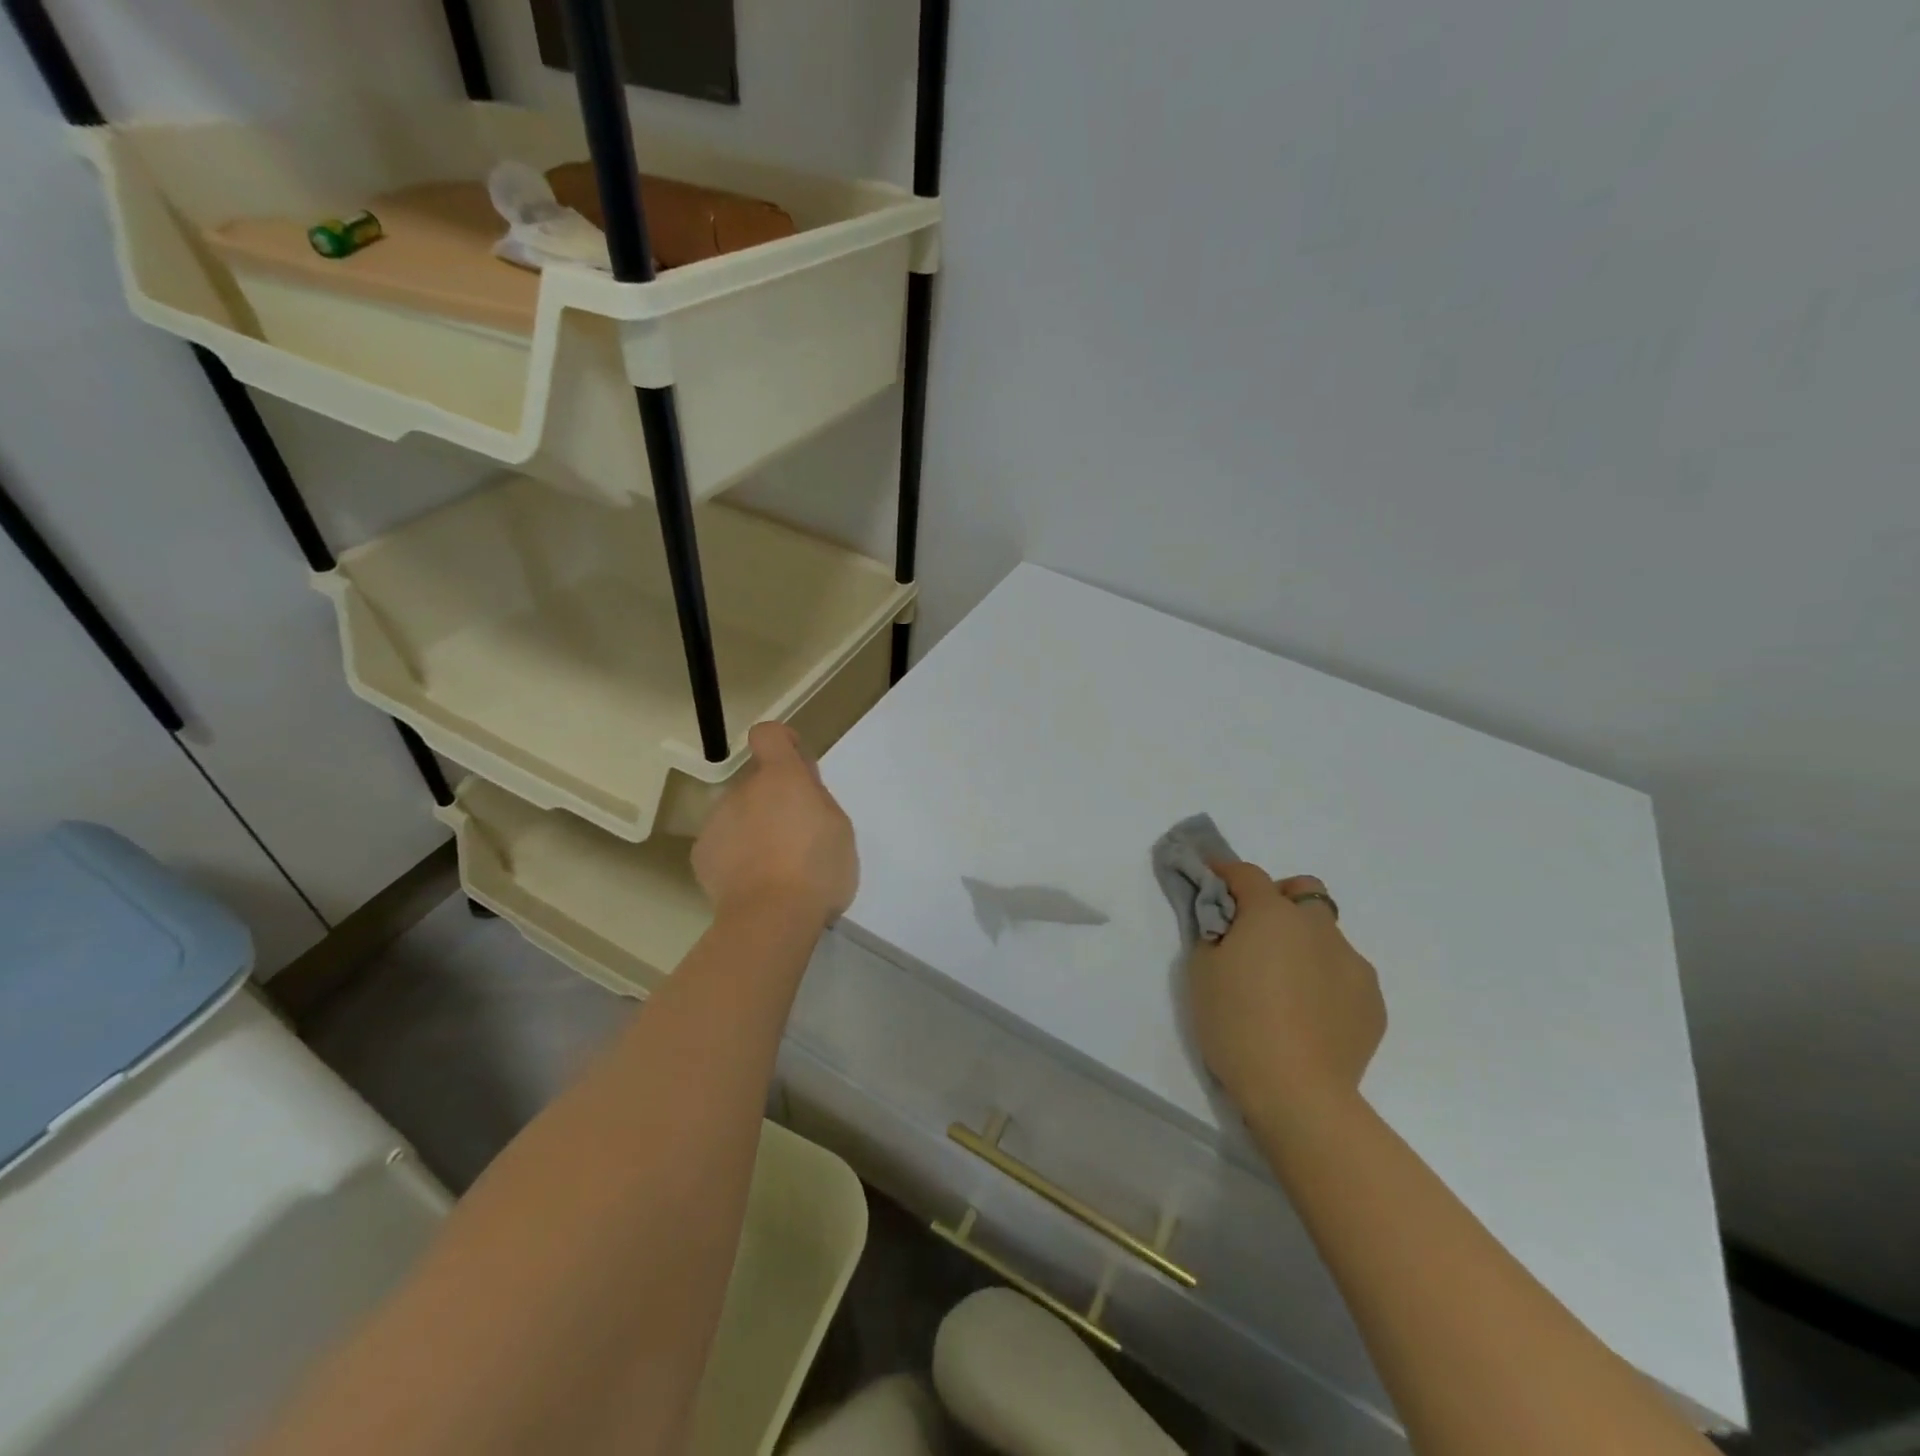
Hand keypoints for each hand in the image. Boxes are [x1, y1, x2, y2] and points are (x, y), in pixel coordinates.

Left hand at [691, 722, 857, 923]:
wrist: (770, 918)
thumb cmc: (817, 869)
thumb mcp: (839, 828)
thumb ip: (817, 800)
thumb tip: (800, 792)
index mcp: (781, 777)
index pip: (769, 734)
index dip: (783, 742)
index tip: (798, 765)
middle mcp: (743, 790)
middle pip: (758, 782)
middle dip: (775, 800)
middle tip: (798, 837)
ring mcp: (717, 821)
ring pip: (740, 814)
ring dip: (755, 828)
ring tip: (775, 868)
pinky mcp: (701, 854)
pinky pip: (724, 843)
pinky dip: (737, 856)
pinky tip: (754, 883)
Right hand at [1186, 864, 1385, 1129]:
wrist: (1297, 1091)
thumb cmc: (1235, 1023)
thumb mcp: (1201, 970)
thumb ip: (1214, 933)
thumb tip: (1229, 925)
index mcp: (1273, 914)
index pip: (1246, 874)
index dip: (1225, 873)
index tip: (1211, 879)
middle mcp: (1318, 927)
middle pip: (1303, 891)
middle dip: (1280, 899)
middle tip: (1257, 932)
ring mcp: (1352, 963)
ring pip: (1327, 935)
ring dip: (1304, 944)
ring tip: (1285, 985)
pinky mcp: (1373, 1001)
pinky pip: (1344, 974)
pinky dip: (1324, 980)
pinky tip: (1309, 1015)